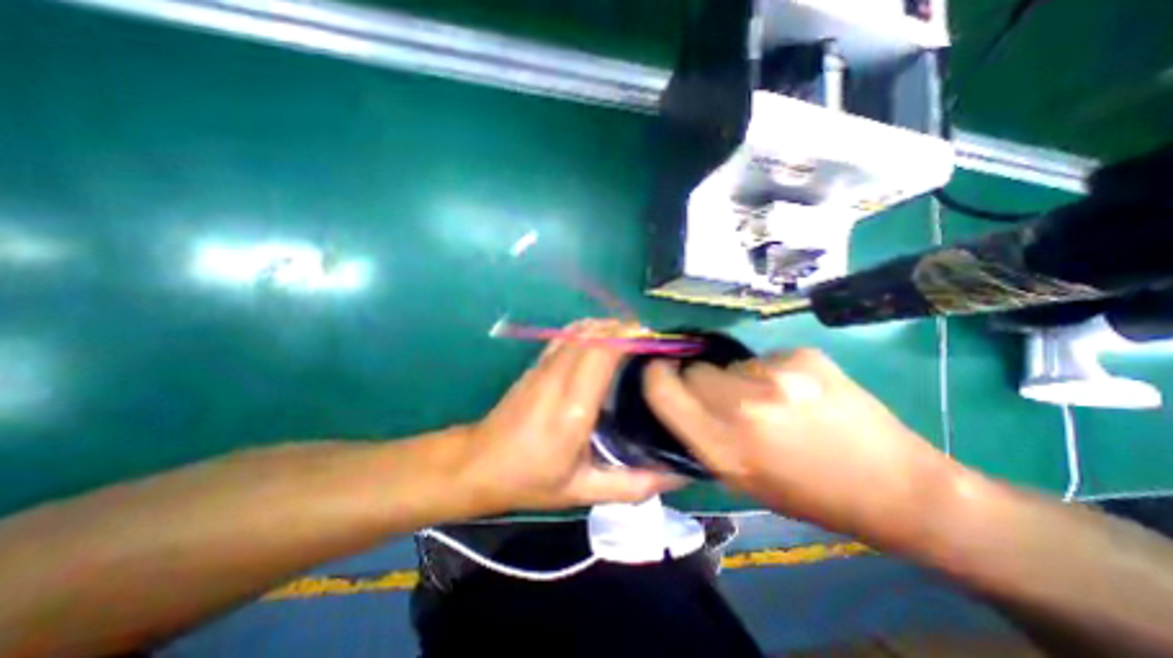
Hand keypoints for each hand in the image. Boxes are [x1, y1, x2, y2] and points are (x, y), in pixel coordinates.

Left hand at [455, 319, 684, 513]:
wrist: (479, 463)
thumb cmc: (531, 480)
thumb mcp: (583, 491)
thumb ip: (633, 484)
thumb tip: (677, 476)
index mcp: (574, 408)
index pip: (604, 352)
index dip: (630, 337)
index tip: (656, 340)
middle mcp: (559, 378)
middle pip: (595, 334)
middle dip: (626, 328)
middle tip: (651, 340)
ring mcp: (544, 366)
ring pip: (580, 330)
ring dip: (609, 326)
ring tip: (632, 338)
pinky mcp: (536, 363)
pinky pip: (566, 334)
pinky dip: (589, 329)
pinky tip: (602, 339)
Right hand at [640, 351, 961, 539]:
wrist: (895, 487)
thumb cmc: (806, 491)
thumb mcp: (737, 479)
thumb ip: (698, 435)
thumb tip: (677, 396)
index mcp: (723, 447)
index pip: (662, 389)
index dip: (656, 375)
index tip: (662, 372)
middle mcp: (744, 407)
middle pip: (693, 368)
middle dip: (701, 380)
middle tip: (727, 399)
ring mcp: (777, 377)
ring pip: (729, 362)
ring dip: (738, 377)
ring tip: (772, 401)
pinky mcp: (804, 356)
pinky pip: (765, 357)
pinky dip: (771, 372)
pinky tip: (799, 393)